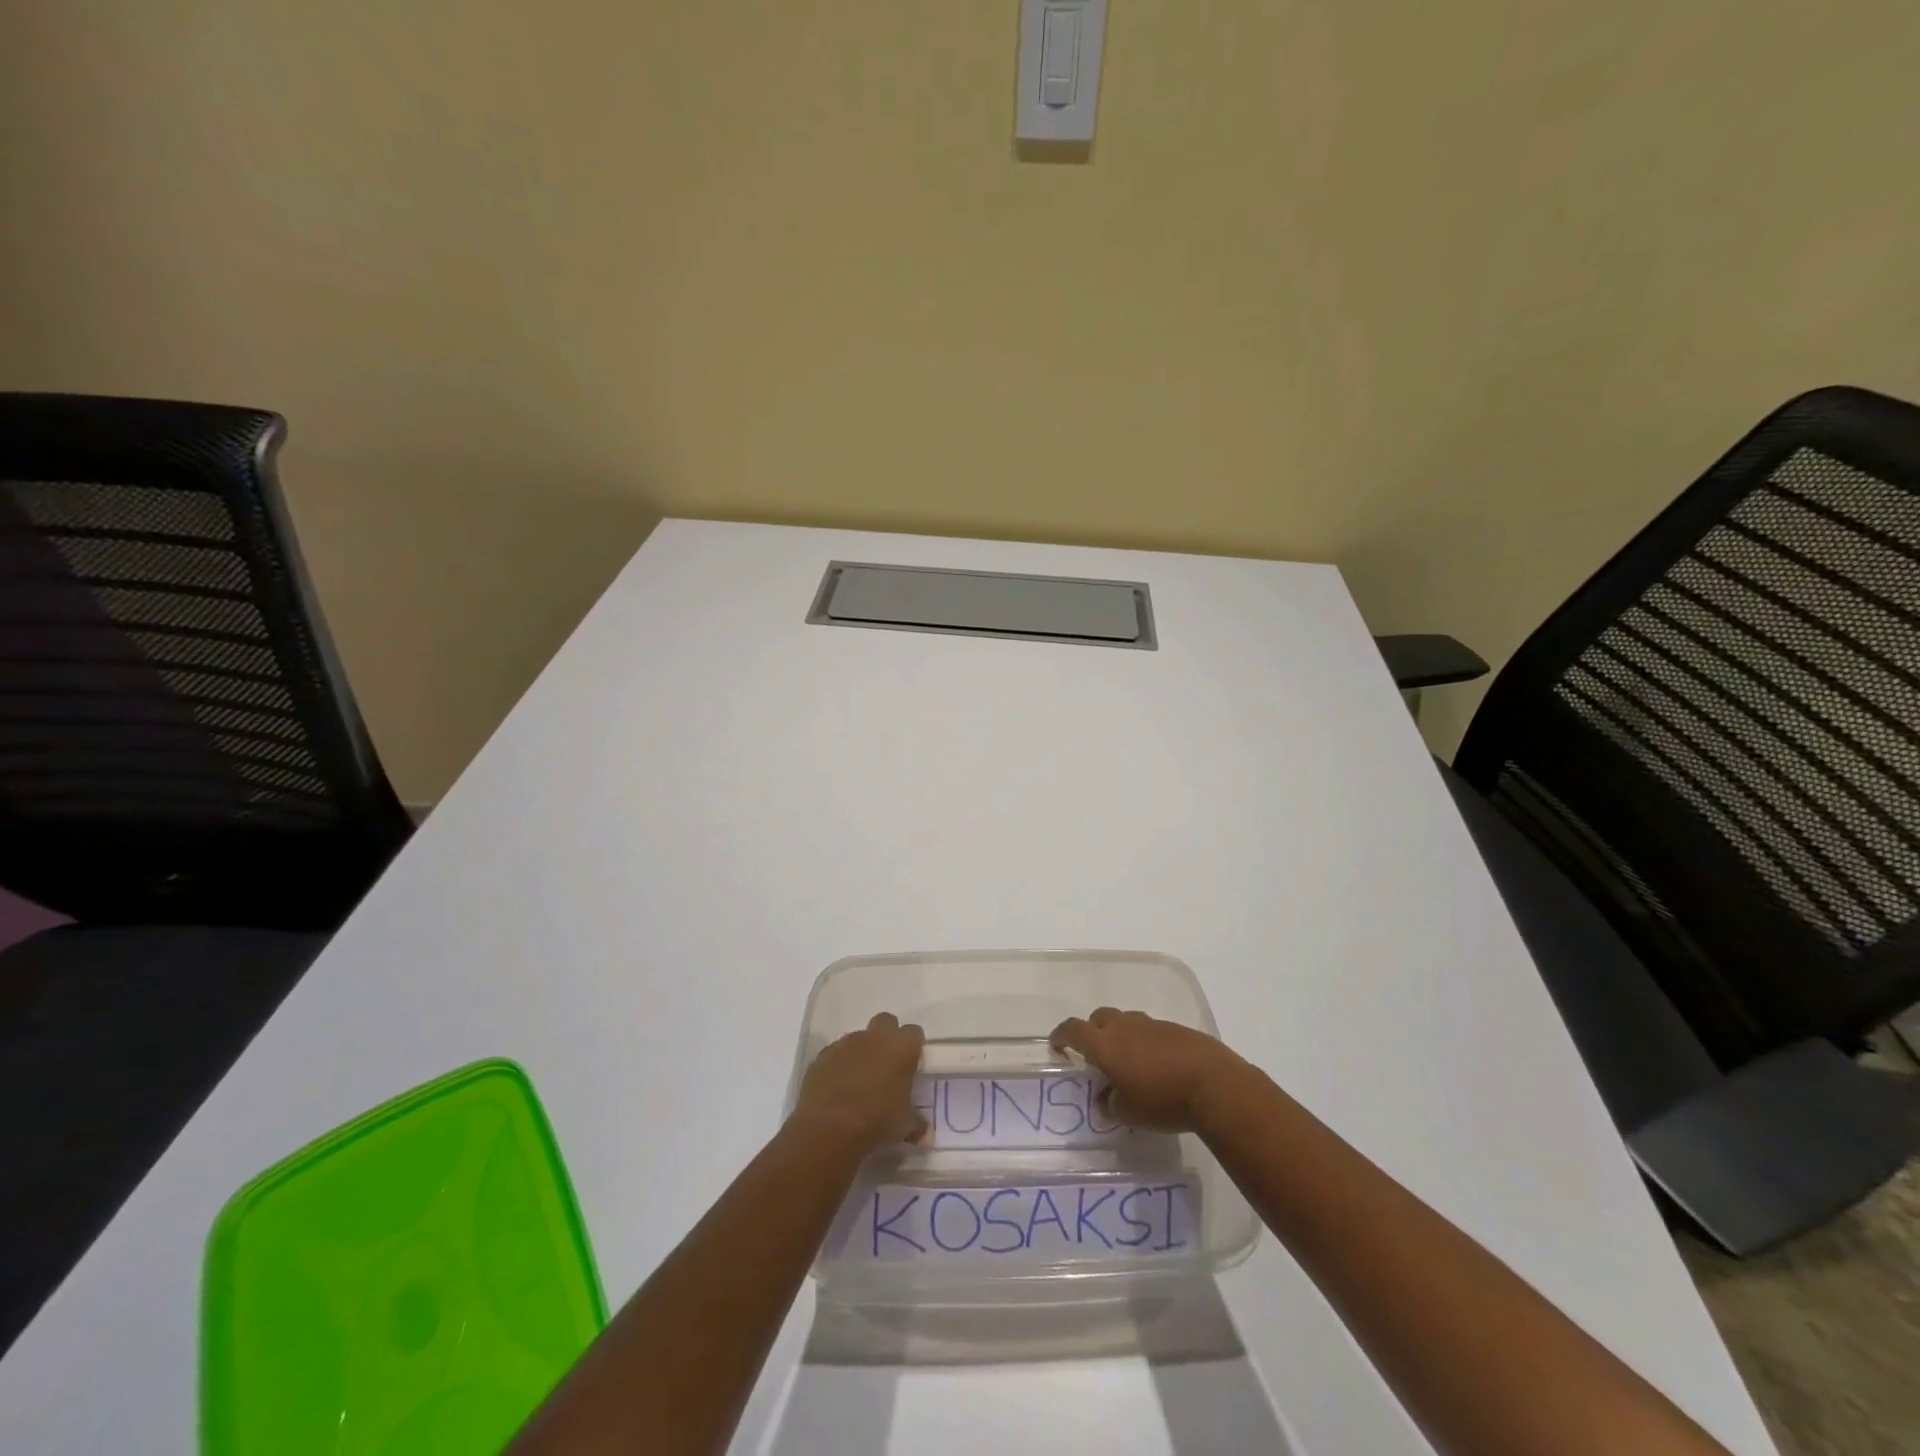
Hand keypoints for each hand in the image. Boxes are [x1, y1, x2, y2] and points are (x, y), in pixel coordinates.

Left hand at [790, 1012, 927, 1151]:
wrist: (829, 1127)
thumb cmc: (877, 1120)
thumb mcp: (904, 1125)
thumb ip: (915, 1122)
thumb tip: (923, 1131)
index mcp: (901, 1047)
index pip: (914, 1033)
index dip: (912, 1047)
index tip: (911, 1064)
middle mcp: (874, 1037)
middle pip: (885, 1022)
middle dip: (887, 1037)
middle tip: (886, 1064)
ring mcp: (846, 1043)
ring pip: (858, 1038)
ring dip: (861, 1052)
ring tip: (859, 1080)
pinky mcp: (822, 1055)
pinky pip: (835, 1054)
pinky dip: (838, 1065)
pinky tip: (837, 1088)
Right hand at [1049, 1007, 1253, 1132]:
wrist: (1214, 1085)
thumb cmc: (1162, 1100)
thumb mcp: (1128, 1113)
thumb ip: (1109, 1104)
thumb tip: (1104, 1099)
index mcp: (1105, 1043)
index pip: (1073, 1029)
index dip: (1061, 1035)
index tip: (1057, 1045)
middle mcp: (1124, 1026)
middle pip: (1099, 1018)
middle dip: (1093, 1032)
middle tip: (1097, 1056)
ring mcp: (1152, 1024)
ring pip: (1126, 1021)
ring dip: (1121, 1036)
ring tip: (1129, 1062)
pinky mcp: (1176, 1029)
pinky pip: (1150, 1030)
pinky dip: (1145, 1042)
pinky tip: (1158, 1065)